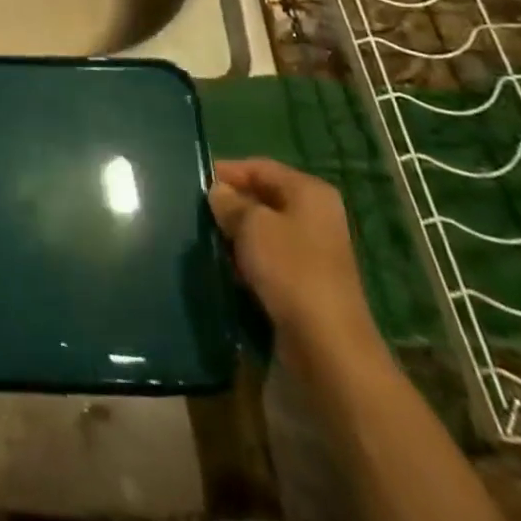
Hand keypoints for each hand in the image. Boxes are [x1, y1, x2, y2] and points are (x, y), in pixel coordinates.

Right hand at [210, 158, 376, 360]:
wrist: (326, 352)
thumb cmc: (291, 271)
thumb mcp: (251, 224)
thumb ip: (230, 202)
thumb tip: (218, 192)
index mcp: (310, 194)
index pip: (260, 167)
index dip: (227, 172)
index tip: (194, 184)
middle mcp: (314, 220)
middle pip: (262, 201)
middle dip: (229, 207)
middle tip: (195, 214)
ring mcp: (310, 258)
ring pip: (261, 236)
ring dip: (235, 239)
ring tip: (204, 242)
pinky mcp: (301, 291)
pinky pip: (265, 266)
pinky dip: (244, 267)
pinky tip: (222, 272)